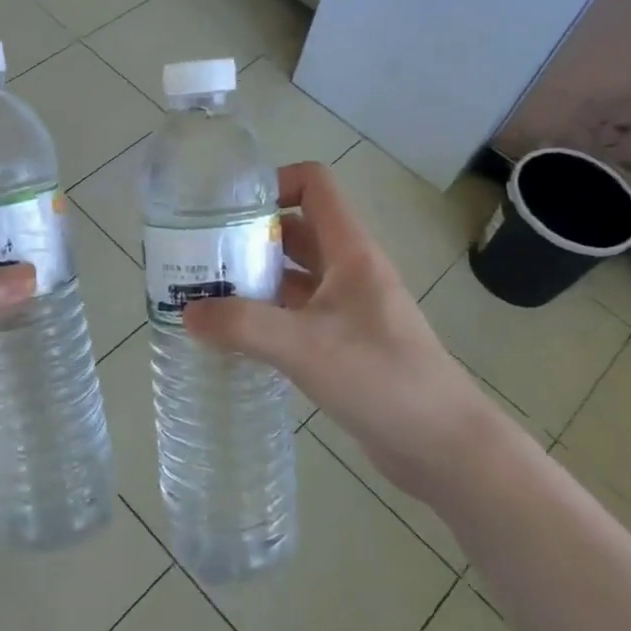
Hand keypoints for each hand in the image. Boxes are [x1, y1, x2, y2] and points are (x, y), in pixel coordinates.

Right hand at [182, 162, 490, 487]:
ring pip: (293, 277)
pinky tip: (234, 337)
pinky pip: (297, 316)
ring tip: (205, 295)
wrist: (443, 447)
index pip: (314, 185)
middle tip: (201, 257)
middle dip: (248, 237)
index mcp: (350, 252)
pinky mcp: (345, 345)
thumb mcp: (304, 346)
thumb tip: (187, 313)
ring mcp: (349, 309)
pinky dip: (266, 317)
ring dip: (254, 279)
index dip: (273, 183)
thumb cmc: (381, 378)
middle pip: (295, 231)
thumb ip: (242, 326)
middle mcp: (349, 271)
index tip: (227, 209)